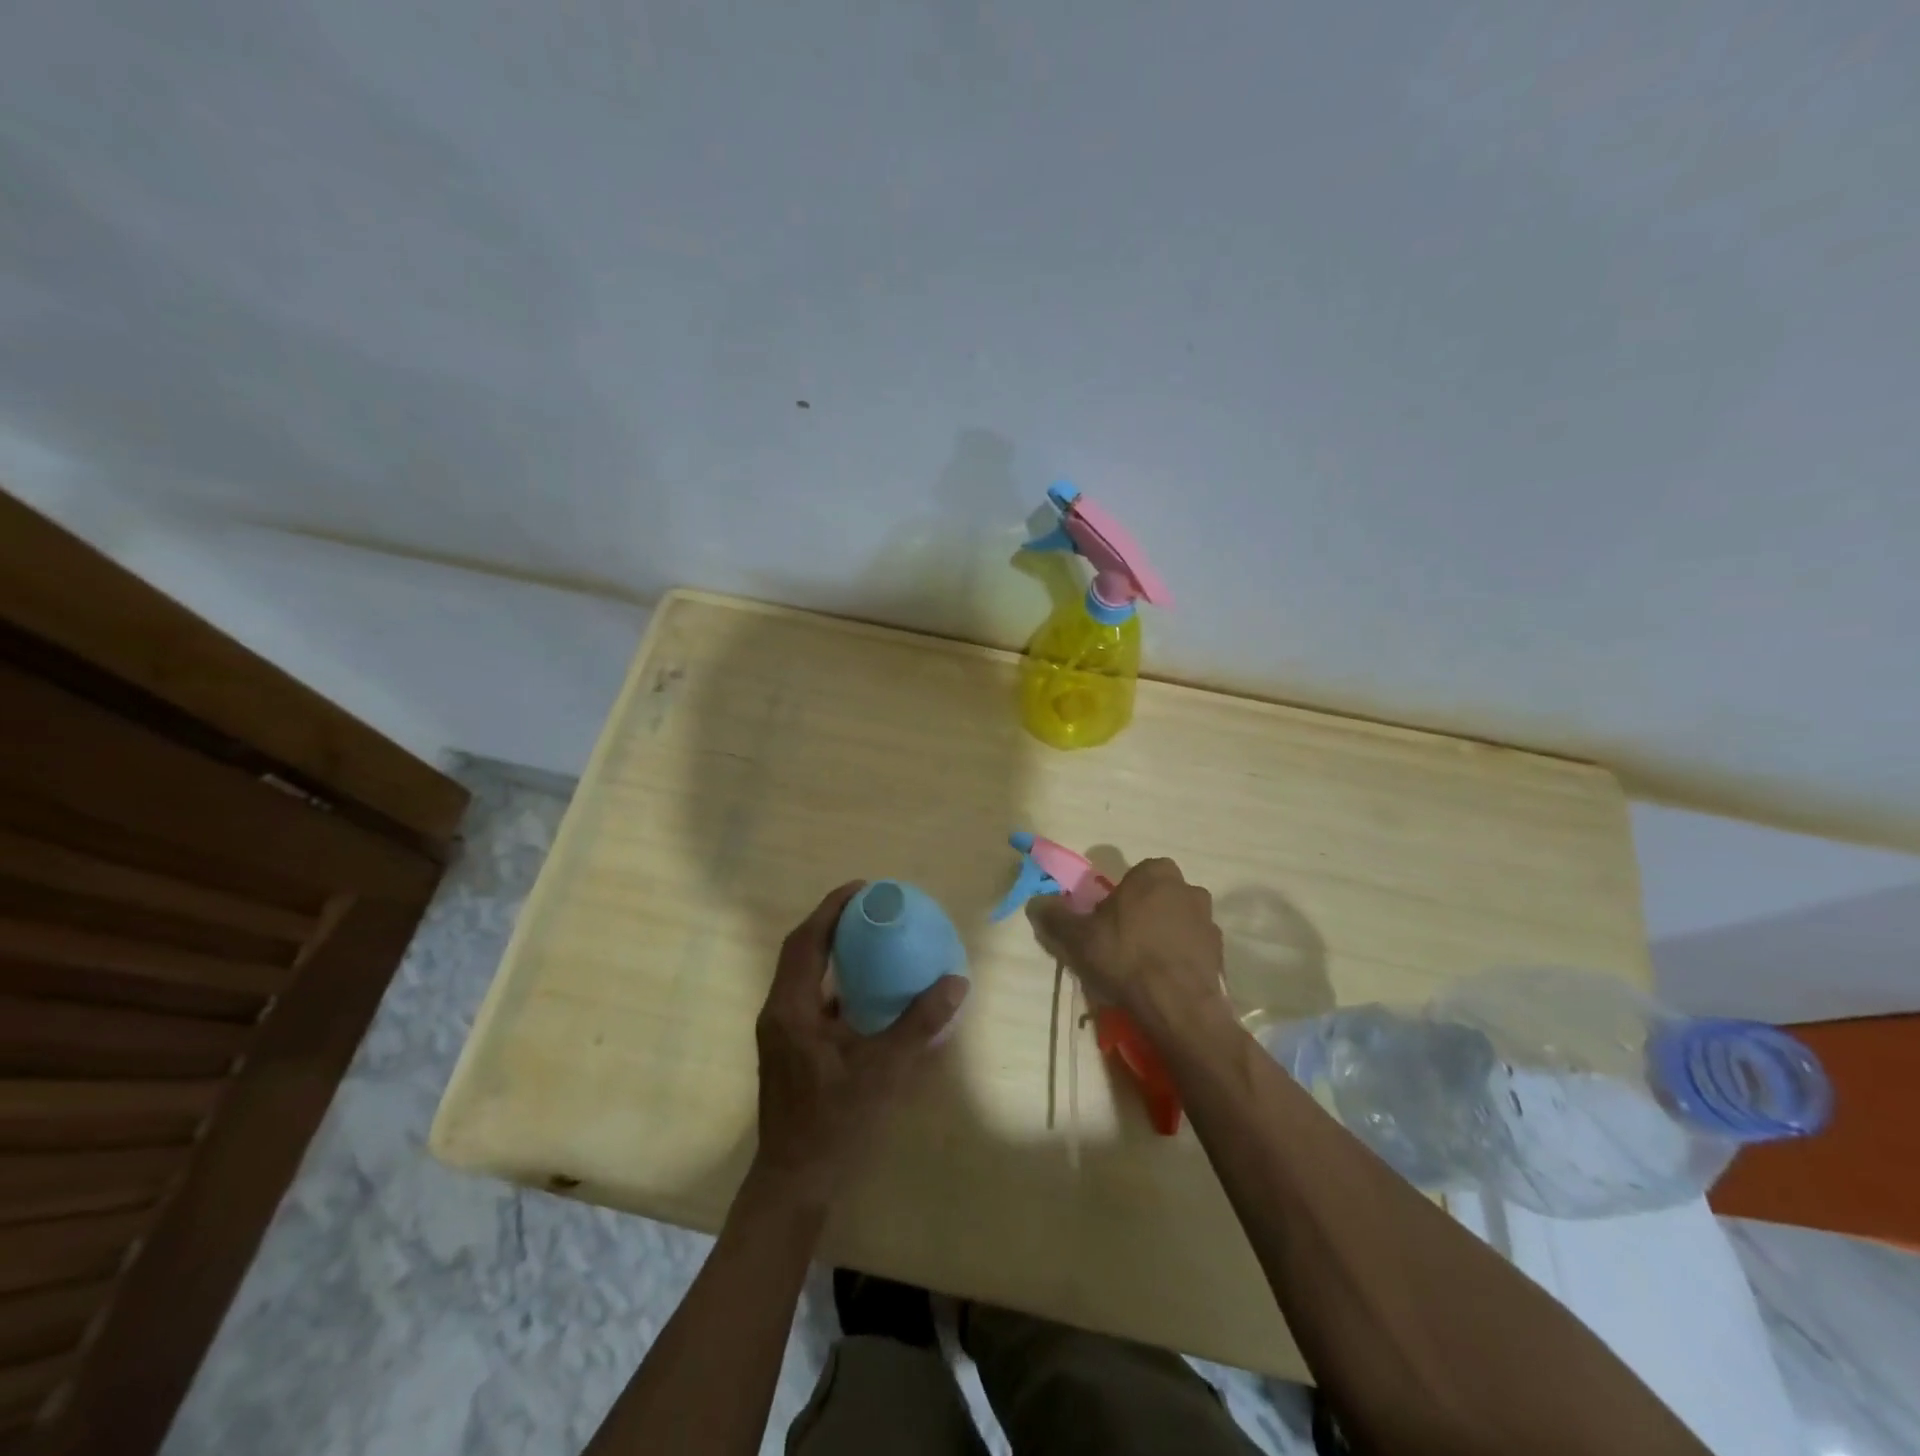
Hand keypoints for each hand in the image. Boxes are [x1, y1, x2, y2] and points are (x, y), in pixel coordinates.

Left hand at [749, 882, 967, 1210]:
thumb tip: (957, 981)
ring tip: (868, 938)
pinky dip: (833, 983)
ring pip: (801, 975)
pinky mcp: (788, 1050)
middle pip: (800, 952)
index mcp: (791, 1008)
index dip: (831, 909)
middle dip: (831, 923)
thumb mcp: (884, 1070)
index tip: (862, 888)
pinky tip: (863, 991)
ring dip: (829, 951)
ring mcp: (780, 1033)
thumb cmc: (835, 1123)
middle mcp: (778, 1012)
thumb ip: (919, 1023)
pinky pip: (809, 998)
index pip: (806, 941)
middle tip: (869, 907)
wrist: (795, 1183)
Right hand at [1026, 858, 1228, 1039]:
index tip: (1105, 923)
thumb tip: (1036, 902)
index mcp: (1154, 873)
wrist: (1177, 1006)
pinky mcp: (1220, 951)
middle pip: (1156, 897)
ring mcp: (1208, 920)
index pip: (1132, 877)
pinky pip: (1192, 948)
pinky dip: (1179, 958)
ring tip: (1143, 968)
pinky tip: (1163, 981)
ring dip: (1163, 936)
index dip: (1117, 899)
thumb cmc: (1125, 957)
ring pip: (1177, 922)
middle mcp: (1187, 888)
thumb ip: (1055, 915)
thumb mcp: (1078, 936)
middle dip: (1142, 914)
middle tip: (1122, 944)